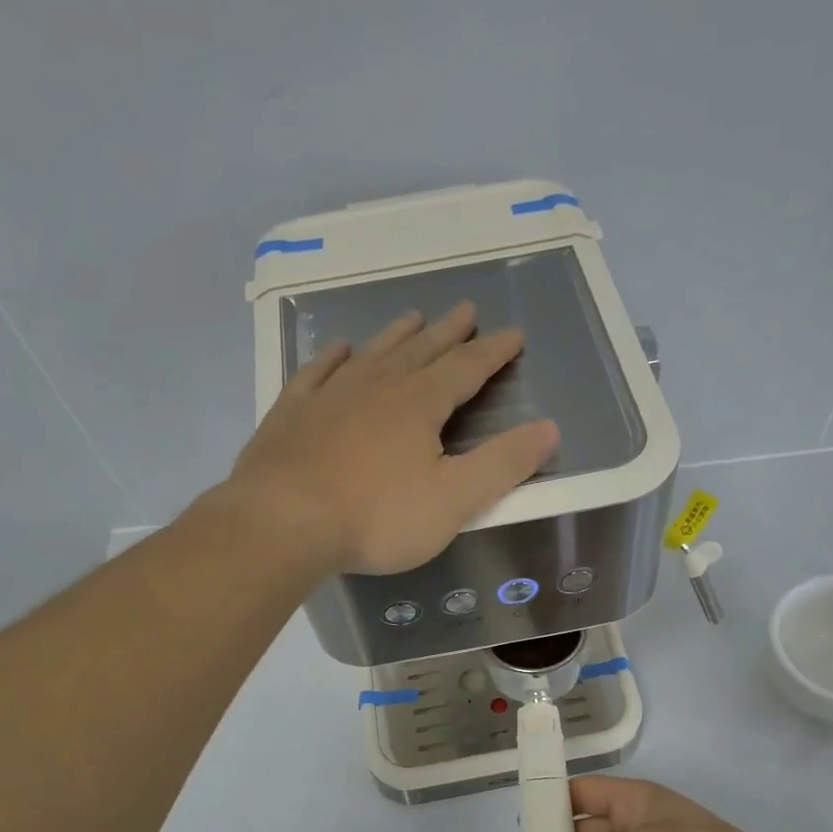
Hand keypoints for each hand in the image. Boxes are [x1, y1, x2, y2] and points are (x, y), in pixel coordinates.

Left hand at [227, 302, 558, 575]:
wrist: (283, 522)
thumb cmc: (376, 517)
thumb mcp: (454, 499)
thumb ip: (503, 464)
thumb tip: (549, 429)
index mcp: (419, 404)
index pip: (466, 368)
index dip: (493, 352)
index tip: (513, 334)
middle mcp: (377, 386)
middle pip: (420, 350)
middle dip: (448, 333)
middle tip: (465, 309)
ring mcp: (329, 395)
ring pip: (372, 353)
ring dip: (396, 335)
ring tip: (412, 317)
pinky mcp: (292, 413)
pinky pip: (317, 372)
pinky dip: (332, 357)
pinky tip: (338, 349)